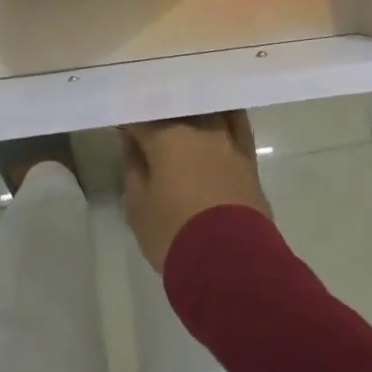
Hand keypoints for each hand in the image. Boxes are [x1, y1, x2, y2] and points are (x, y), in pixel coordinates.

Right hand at [121, 111, 272, 271]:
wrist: (231, 263)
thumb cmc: (174, 233)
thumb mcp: (137, 206)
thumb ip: (133, 166)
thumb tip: (132, 142)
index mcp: (164, 137)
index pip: (141, 118)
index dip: (130, 122)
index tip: (123, 128)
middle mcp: (197, 129)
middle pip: (175, 108)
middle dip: (160, 114)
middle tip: (149, 125)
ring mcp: (227, 140)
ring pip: (206, 110)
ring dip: (192, 111)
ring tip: (182, 119)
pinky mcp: (248, 157)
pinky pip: (237, 123)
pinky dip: (226, 115)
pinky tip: (219, 114)